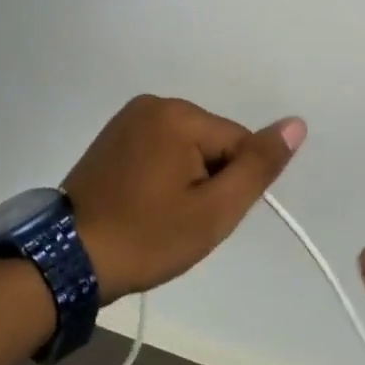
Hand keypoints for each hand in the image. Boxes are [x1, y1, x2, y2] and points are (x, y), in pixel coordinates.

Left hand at [66, 95, 304, 302]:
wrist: (68, 260)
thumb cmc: (147, 237)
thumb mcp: (214, 210)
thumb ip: (258, 166)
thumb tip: (296, 123)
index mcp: (178, 115)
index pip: (238, 144)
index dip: (231, 186)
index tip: (200, 217)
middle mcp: (153, 104)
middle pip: (212, 143)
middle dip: (208, 181)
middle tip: (179, 221)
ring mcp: (128, 119)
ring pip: (187, 149)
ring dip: (186, 180)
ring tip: (159, 215)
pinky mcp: (112, 137)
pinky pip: (160, 150)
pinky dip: (162, 176)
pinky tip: (144, 203)